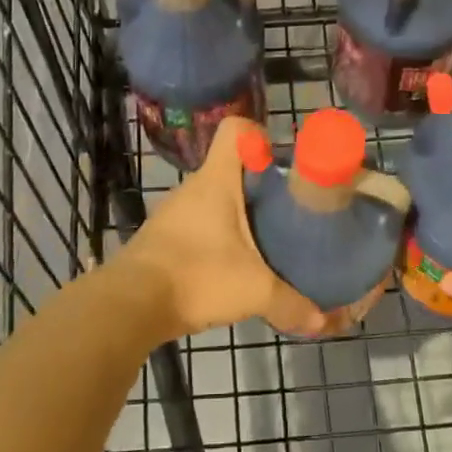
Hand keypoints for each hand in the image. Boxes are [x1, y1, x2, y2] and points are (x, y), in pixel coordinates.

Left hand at [118, 117, 332, 339]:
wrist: (130, 305)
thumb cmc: (197, 276)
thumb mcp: (254, 291)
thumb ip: (292, 303)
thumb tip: (322, 322)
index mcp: (216, 180)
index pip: (235, 130)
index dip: (260, 135)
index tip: (281, 162)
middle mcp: (193, 187)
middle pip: (231, 168)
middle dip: (260, 184)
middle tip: (288, 209)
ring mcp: (173, 213)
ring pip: (214, 199)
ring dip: (238, 214)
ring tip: (265, 240)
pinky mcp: (162, 239)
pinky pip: (198, 225)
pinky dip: (216, 237)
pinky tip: (231, 265)